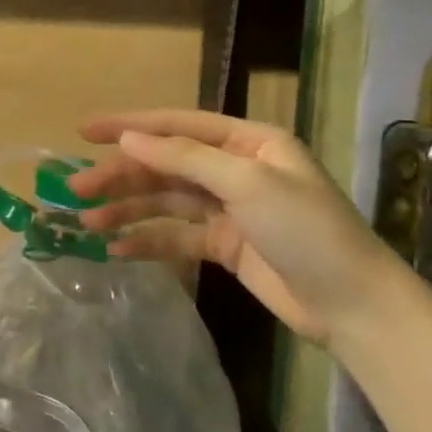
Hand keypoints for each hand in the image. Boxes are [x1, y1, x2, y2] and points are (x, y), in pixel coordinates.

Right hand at [70, 109, 406, 345]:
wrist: (355, 307)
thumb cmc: (307, 231)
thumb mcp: (247, 184)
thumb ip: (183, 158)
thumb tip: (128, 138)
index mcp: (247, 142)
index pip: (177, 125)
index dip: (129, 125)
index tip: (83, 131)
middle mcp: (234, 169)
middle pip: (164, 165)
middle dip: (120, 175)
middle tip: (76, 188)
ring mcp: (228, 209)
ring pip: (165, 201)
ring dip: (126, 209)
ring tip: (87, 223)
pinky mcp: (224, 245)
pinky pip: (176, 235)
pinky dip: (148, 240)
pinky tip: (118, 249)